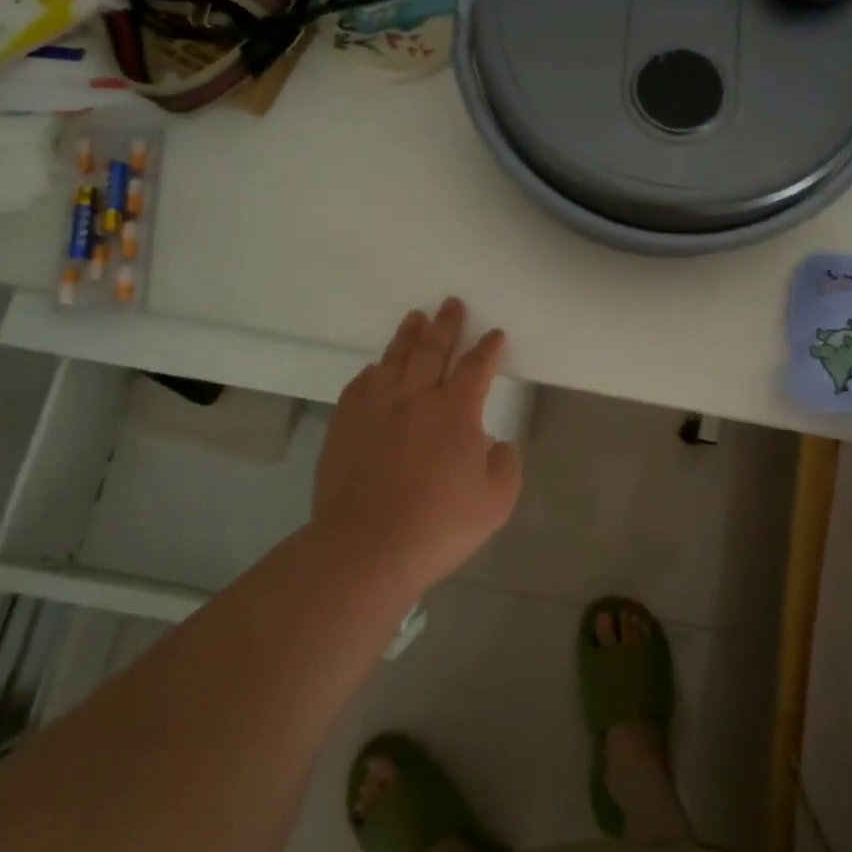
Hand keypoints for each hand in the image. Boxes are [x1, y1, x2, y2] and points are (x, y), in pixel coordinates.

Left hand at [313, 298, 521, 594]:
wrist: (365, 548)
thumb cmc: (438, 525)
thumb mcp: (496, 501)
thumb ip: (506, 464)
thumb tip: (495, 443)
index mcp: (456, 410)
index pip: (476, 367)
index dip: (488, 348)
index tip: (494, 334)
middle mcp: (415, 397)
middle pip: (433, 350)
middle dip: (447, 324)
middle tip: (452, 303)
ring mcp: (375, 408)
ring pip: (394, 359)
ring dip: (408, 336)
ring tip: (416, 317)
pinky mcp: (345, 425)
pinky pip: (360, 385)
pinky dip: (373, 371)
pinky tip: (375, 368)